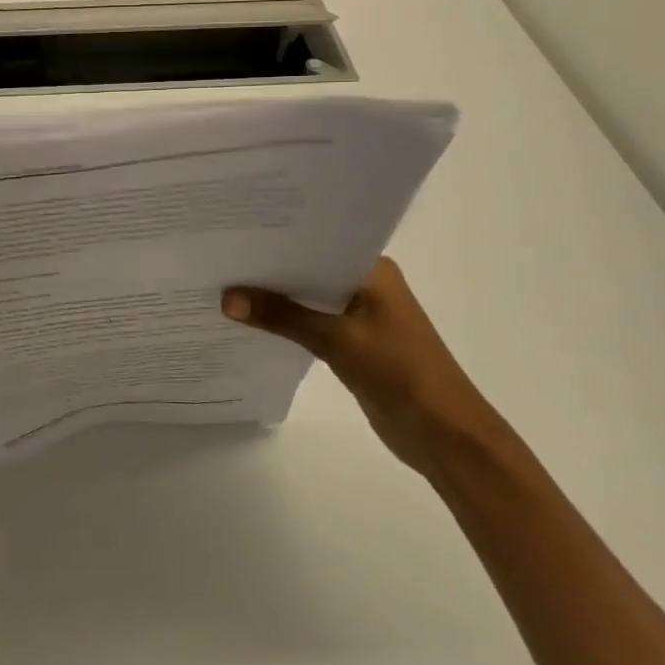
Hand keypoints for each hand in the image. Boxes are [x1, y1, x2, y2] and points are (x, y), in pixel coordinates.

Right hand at [222, 256, 492, 473]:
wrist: (444, 433)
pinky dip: (287, 322)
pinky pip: (312, 322)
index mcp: (371, 269)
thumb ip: (281, 316)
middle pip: (309, 269)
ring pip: (308, 297)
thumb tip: (226, 298)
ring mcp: (360, 314)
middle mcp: (365, 284)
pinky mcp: (353, 342)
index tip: (235, 231)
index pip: (317, 242)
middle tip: (220, 256)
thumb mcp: (335, 340)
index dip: (277, 238)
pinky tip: (252, 321)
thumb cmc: (398, 371)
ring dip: (276, 297)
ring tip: (224, 284)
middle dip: (270, 268)